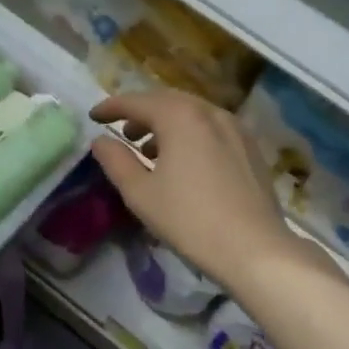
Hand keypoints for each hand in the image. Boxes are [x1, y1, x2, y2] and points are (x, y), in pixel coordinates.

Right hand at [90, 90, 297, 286]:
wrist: (254, 247)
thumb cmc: (189, 219)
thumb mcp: (140, 193)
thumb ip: (115, 161)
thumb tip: (100, 141)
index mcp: (180, 116)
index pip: (137, 101)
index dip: (112, 107)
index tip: (94, 116)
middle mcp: (209, 112)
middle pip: (167, 101)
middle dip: (142, 112)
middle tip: (123, 131)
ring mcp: (235, 127)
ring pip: (192, 113)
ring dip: (166, 124)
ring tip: (150, 151)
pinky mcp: (250, 147)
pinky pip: (212, 128)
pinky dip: (191, 134)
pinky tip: (185, 161)